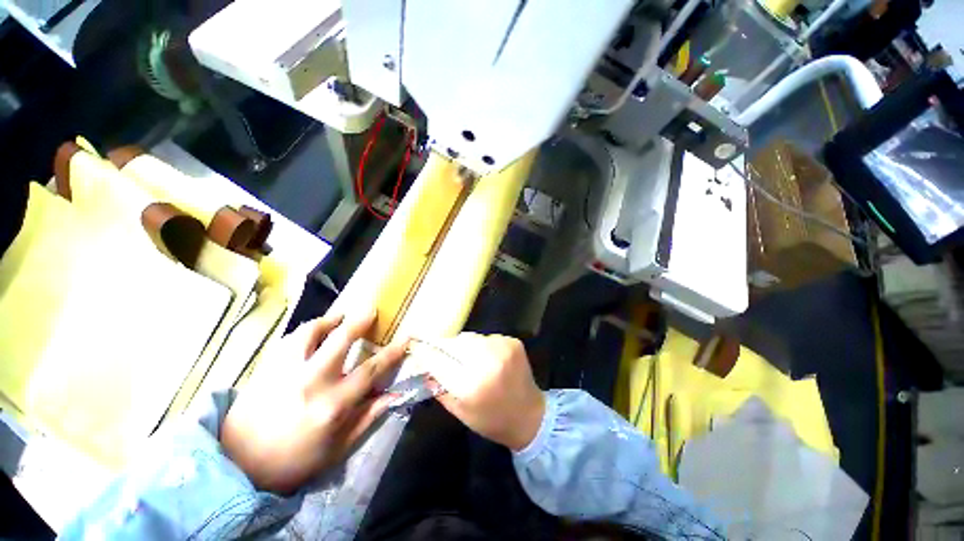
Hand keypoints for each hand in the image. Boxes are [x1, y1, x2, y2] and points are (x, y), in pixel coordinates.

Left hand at [220, 311, 406, 493]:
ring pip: (311, 332)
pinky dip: (306, 330)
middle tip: (371, 309)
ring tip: (340, 315)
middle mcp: (311, 381)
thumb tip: (394, 395)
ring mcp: (285, 372)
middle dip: (359, 321)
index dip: (392, 351)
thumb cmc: (294, 462)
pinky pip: (289, 339)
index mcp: (332, 405)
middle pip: (341, 340)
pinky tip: (313, 330)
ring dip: (329, 319)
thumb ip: (368, 418)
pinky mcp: (266, 368)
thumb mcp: (337, 448)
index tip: (406, 336)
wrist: (238, 465)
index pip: (371, 370)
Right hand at [423, 333, 544, 450]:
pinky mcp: (512, 341)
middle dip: (445, 347)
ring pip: (470, 337)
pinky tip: (487, 359)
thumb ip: (438, 386)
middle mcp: (487, 362)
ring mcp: (502, 348)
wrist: (530, 415)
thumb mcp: (459, 410)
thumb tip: (422, 365)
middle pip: (454, 343)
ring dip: (463, 346)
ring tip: (468, 359)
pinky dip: (481, 345)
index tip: (415, 345)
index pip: (438, 360)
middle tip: (441, 353)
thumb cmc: (491, 420)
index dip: (425, 352)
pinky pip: (486, 337)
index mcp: (471, 386)